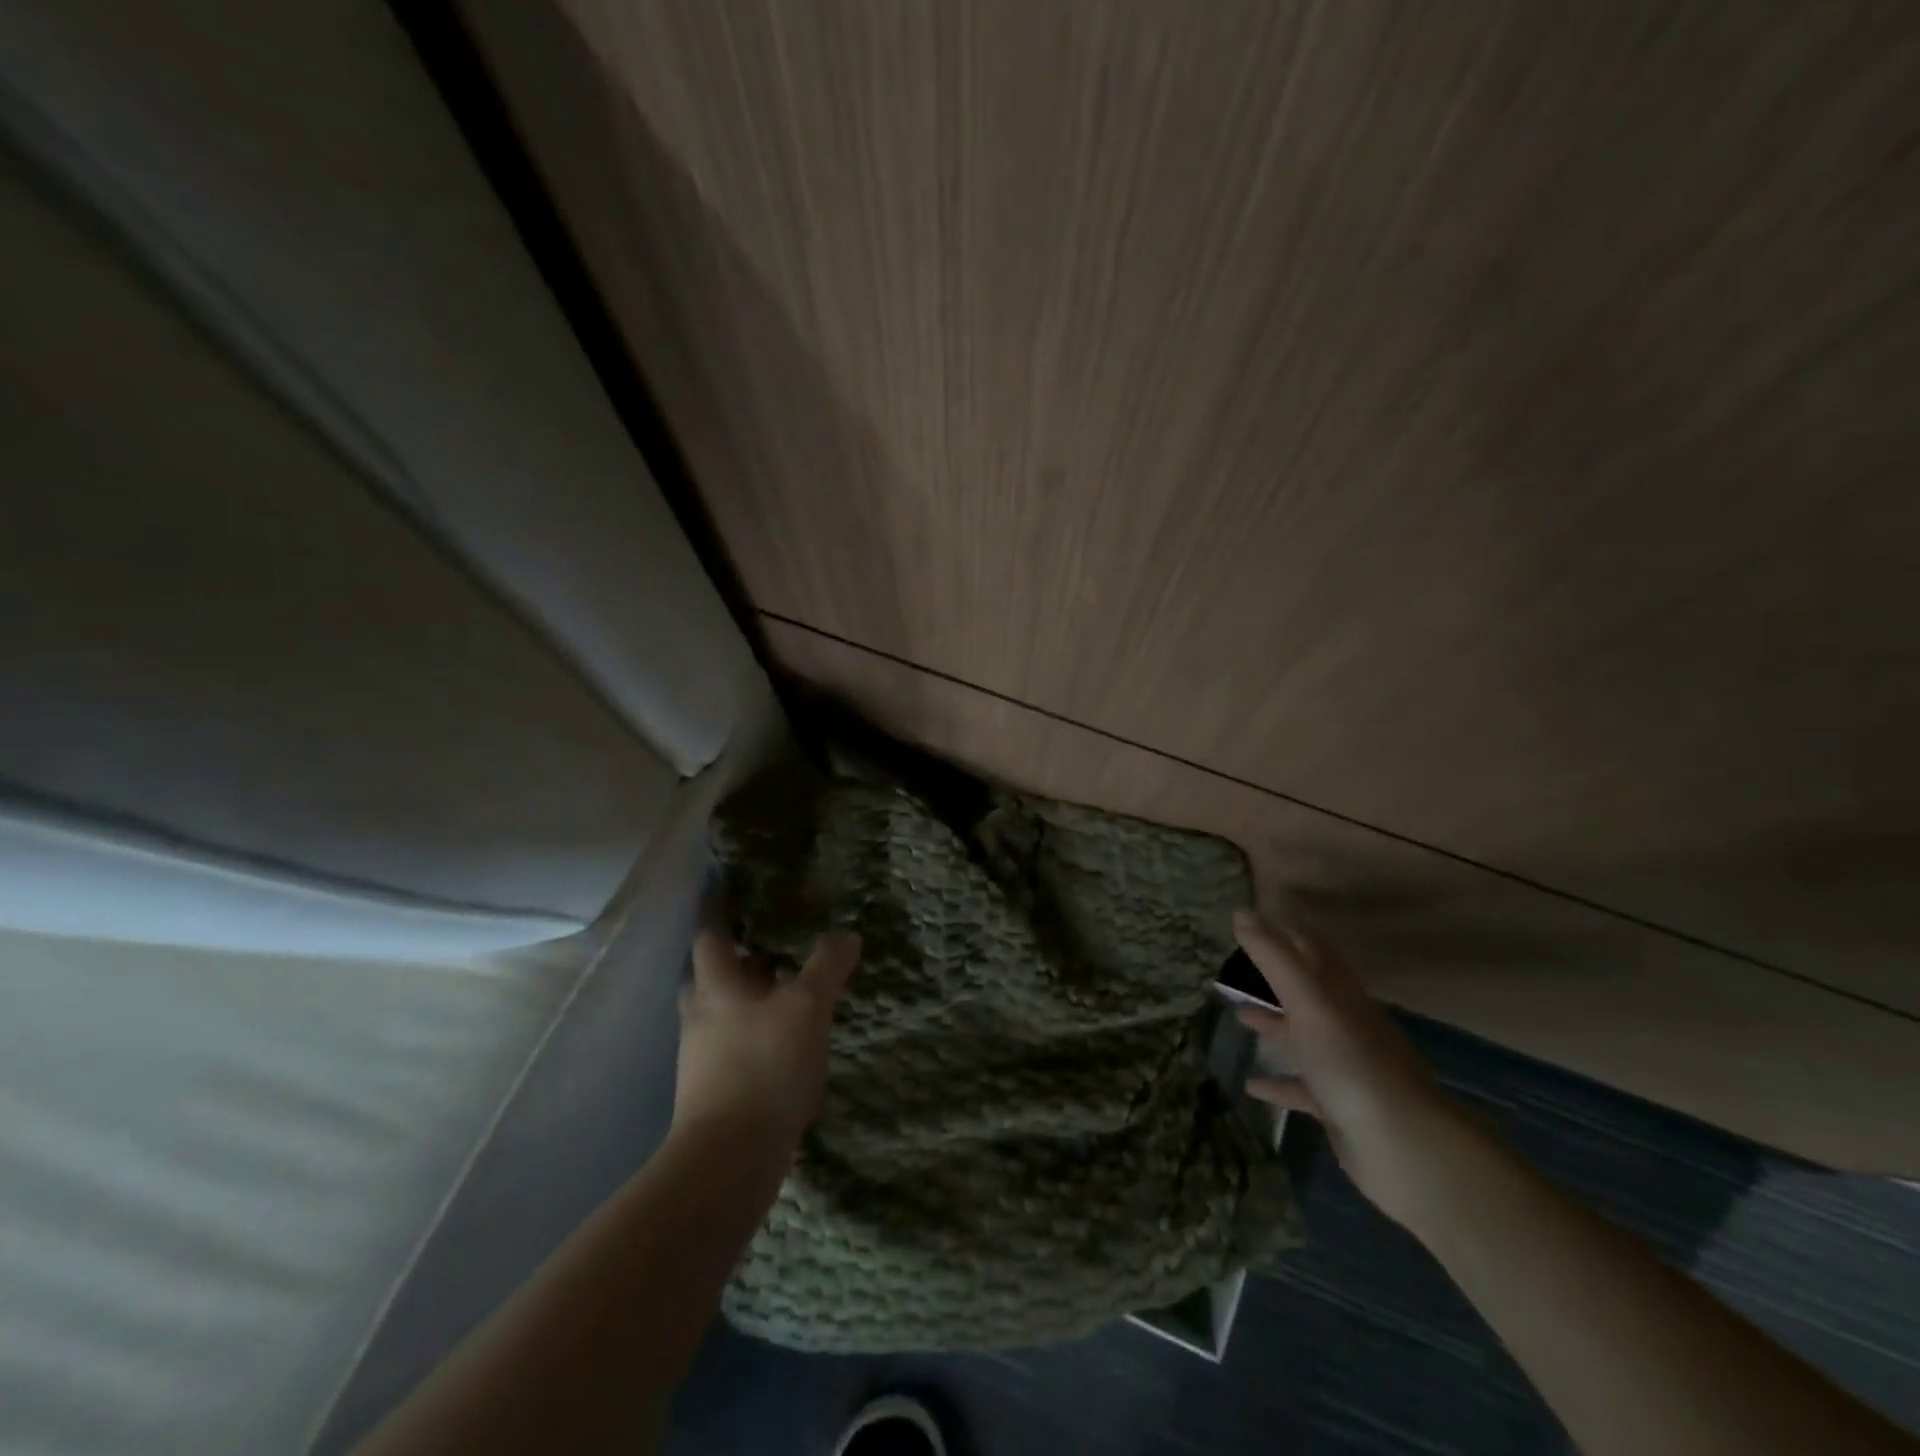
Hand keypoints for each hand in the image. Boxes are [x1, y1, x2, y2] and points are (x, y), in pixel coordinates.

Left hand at [672, 928, 860, 1156]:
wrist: (730, 1159)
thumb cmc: (765, 1065)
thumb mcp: (808, 1006)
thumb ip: (827, 966)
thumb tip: (846, 934)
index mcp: (716, 986)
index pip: (710, 937)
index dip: (722, 916)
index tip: (741, 901)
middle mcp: (700, 1017)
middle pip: (711, 977)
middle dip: (738, 963)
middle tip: (773, 951)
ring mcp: (701, 1058)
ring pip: (721, 1016)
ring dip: (748, 1003)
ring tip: (787, 998)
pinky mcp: (712, 1093)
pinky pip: (731, 1051)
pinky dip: (753, 1040)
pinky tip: (784, 1049)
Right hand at [1232, 910, 1465, 1229]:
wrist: (1402, 1147)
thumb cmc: (1350, 1062)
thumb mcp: (1308, 1000)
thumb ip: (1274, 957)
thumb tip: (1241, 912)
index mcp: (1339, 994)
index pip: (1310, 950)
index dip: (1282, 933)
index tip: (1248, 923)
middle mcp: (1343, 1023)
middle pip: (1305, 990)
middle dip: (1273, 976)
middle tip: (1235, 966)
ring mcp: (1342, 1065)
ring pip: (1302, 1036)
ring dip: (1273, 1025)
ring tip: (1238, 1016)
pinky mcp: (1337, 1105)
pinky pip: (1301, 1087)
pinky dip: (1277, 1082)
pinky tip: (1251, 1085)